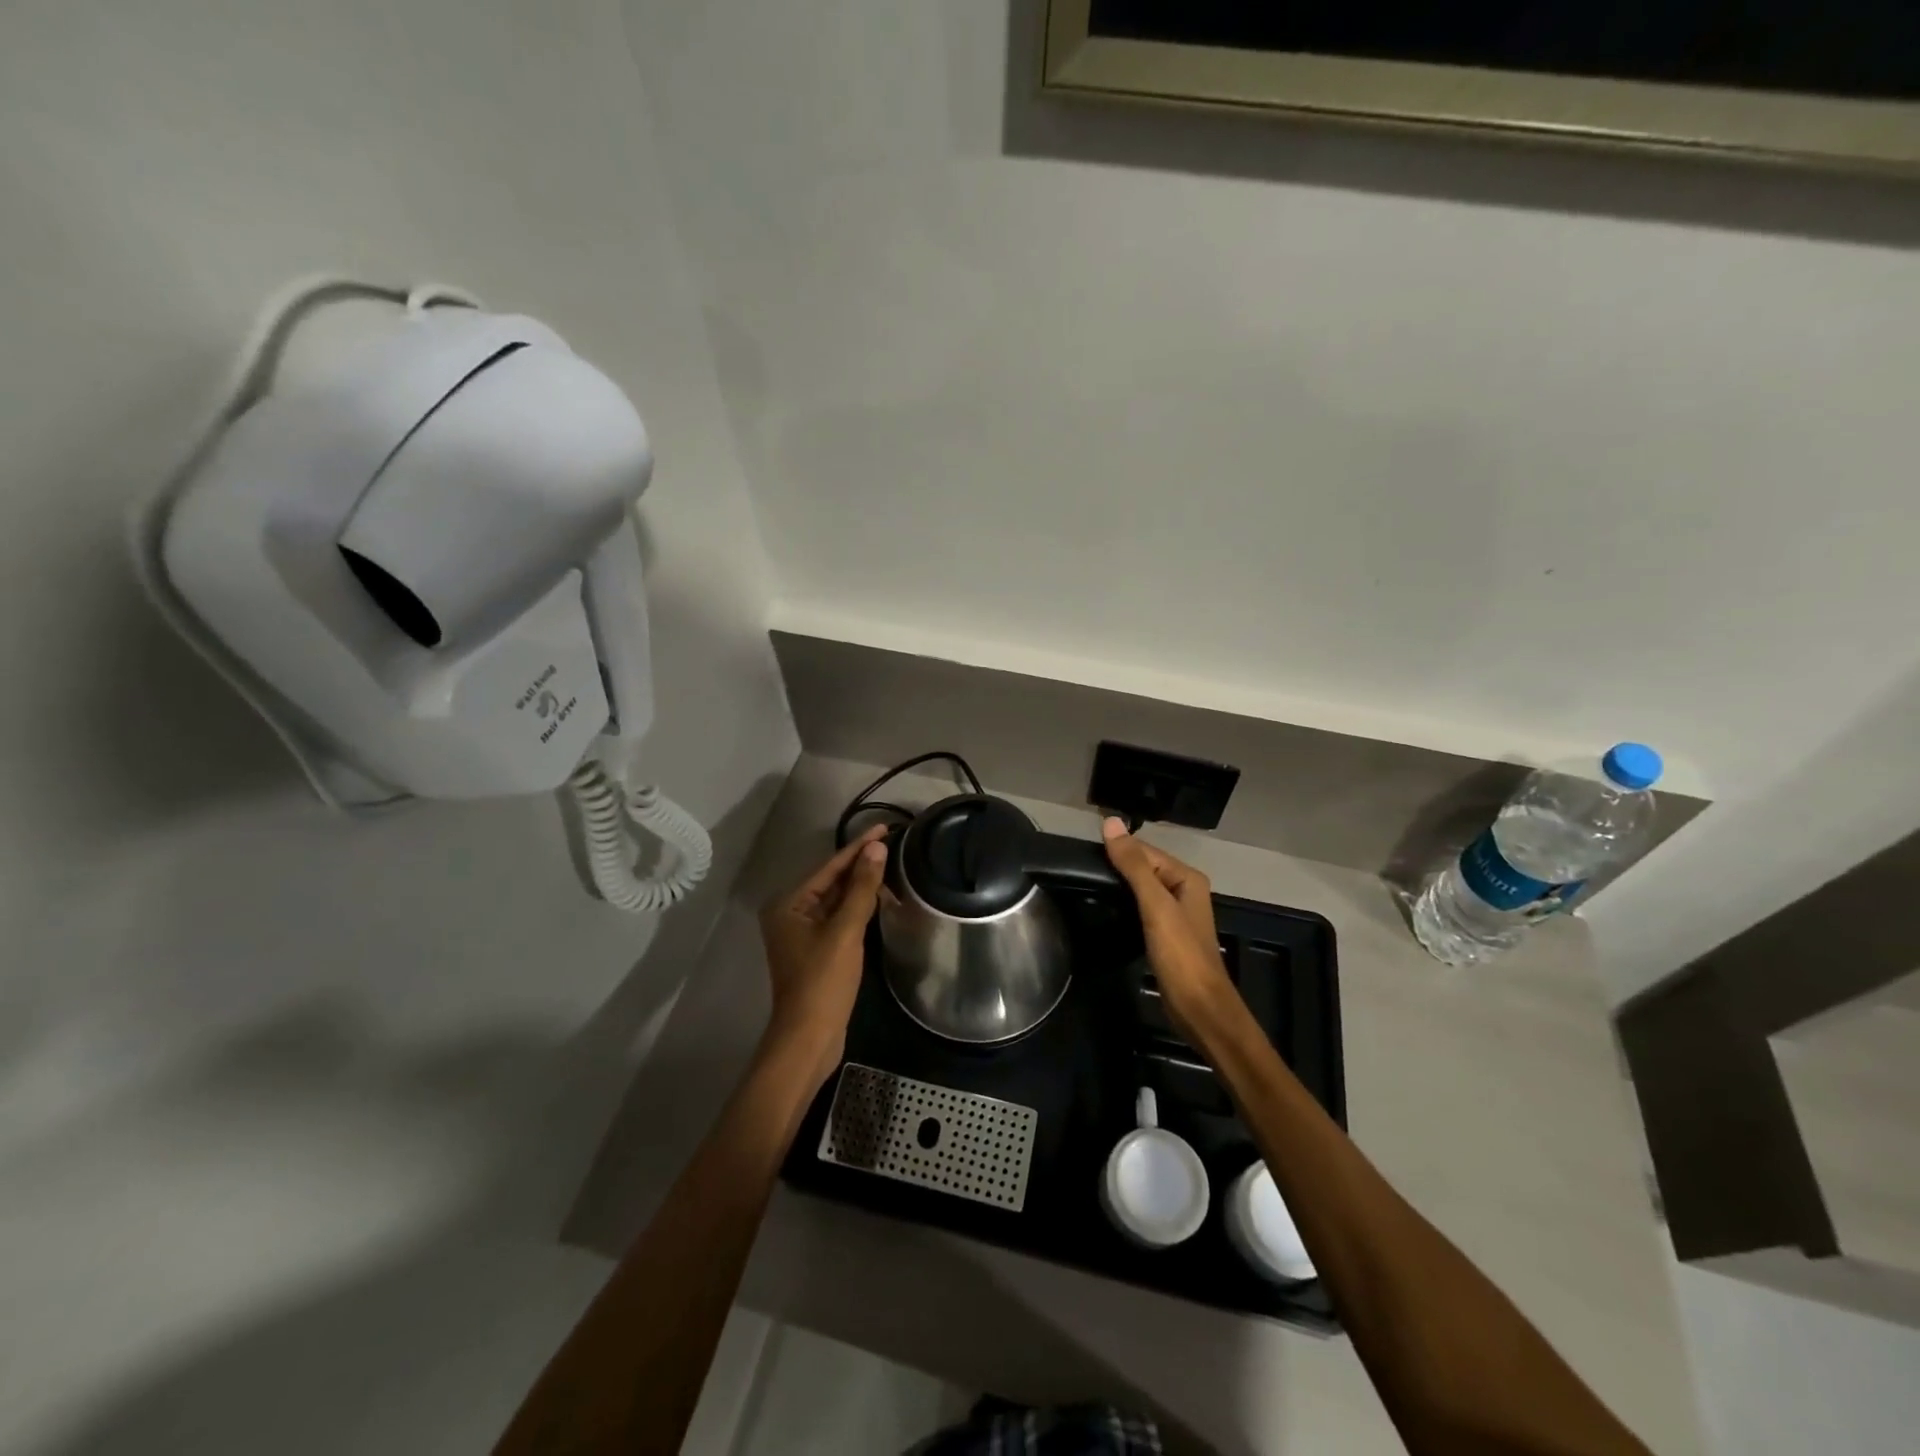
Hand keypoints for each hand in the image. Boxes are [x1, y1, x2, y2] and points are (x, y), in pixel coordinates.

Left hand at [757, 824, 889, 1089]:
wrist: (809, 1038)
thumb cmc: (823, 981)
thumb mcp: (845, 931)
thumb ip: (861, 888)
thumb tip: (876, 848)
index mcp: (788, 904)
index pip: (829, 866)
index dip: (858, 847)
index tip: (885, 828)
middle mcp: (790, 913)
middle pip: (831, 881)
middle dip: (861, 866)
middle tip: (894, 846)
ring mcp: (802, 934)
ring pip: (836, 900)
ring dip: (862, 887)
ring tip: (892, 869)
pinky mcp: (816, 951)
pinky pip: (839, 918)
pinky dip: (858, 908)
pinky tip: (879, 900)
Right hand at [1101, 818, 1240, 1038]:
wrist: (1199, 1008)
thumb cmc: (1180, 954)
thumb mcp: (1155, 905)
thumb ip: (1134, 865)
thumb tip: (1111, 823)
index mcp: (1187, 877)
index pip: (1145, 851)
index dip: (1117, 850)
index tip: (1082, 855)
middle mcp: (1184, 890)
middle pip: (1143, 868)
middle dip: (1115, 868)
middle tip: (1078, 873)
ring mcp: (1175, 914)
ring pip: (1141, 890)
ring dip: (1118, 887)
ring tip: (1085, 887)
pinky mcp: (1166, 935)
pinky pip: (1141, 910)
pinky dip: (1124, 907)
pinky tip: (1105, 910)